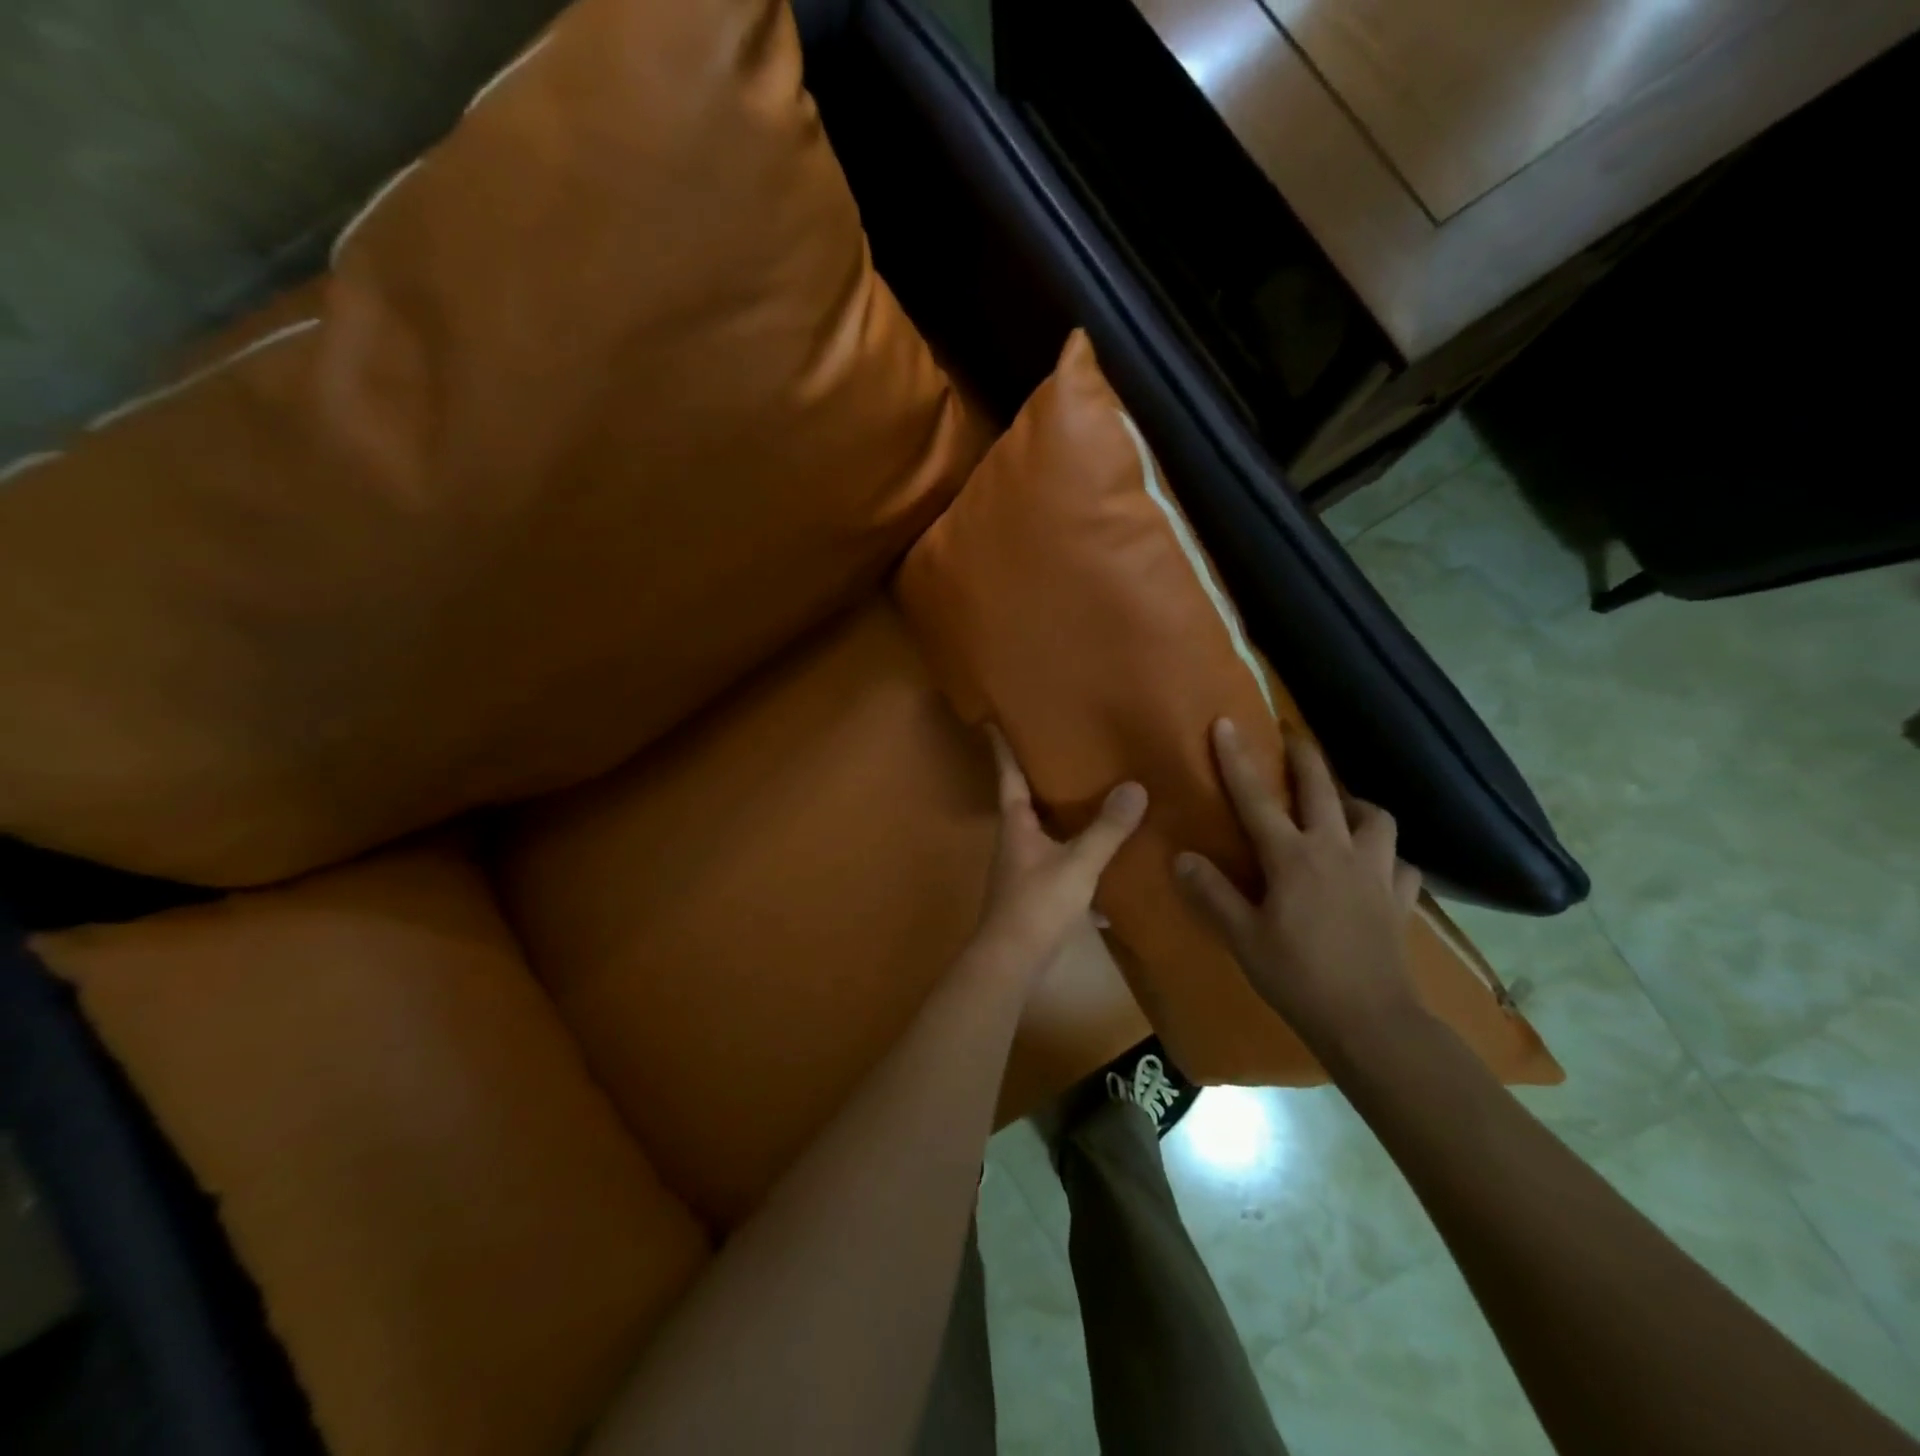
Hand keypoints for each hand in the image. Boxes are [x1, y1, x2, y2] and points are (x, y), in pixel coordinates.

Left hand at [965, 726, 1146, 985]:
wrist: (1012, 961)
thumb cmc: (1037, 903)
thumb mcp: (1078, 864)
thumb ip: (1107, 829)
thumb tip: (1135, 786)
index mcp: (1016, 824)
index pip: (1007, 775)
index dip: (1002, 748)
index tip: (993, 721)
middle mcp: (1014, 841)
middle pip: (1025, 801)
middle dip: (1040, 778)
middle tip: (1062, 750)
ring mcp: (1022, 868)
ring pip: (1043, 833)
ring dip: (1061, 817)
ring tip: (1090, 798)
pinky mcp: (1034, 893)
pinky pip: (1057, 863)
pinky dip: (1076, 858)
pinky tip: (1103, 864)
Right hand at [1175, 718, 1425, 1061]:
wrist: (1370, 1021)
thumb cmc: (1298, 976)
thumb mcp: (1242, 937)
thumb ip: (1211, 893)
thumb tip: (1183, 857)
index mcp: (1292, 857)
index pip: (1256, 798)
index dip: (1238, 759)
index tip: (1227, 723)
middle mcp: (1336, 851)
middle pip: (1323, 789)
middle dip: (1305, 757)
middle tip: (1292, 737)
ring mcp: (1375, 871)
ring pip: (1375, 817)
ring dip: (1356, 804)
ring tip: (1342, 807)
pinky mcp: (1400, 898)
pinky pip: (1401, 863)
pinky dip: (1388, 855)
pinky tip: (1377, 865)